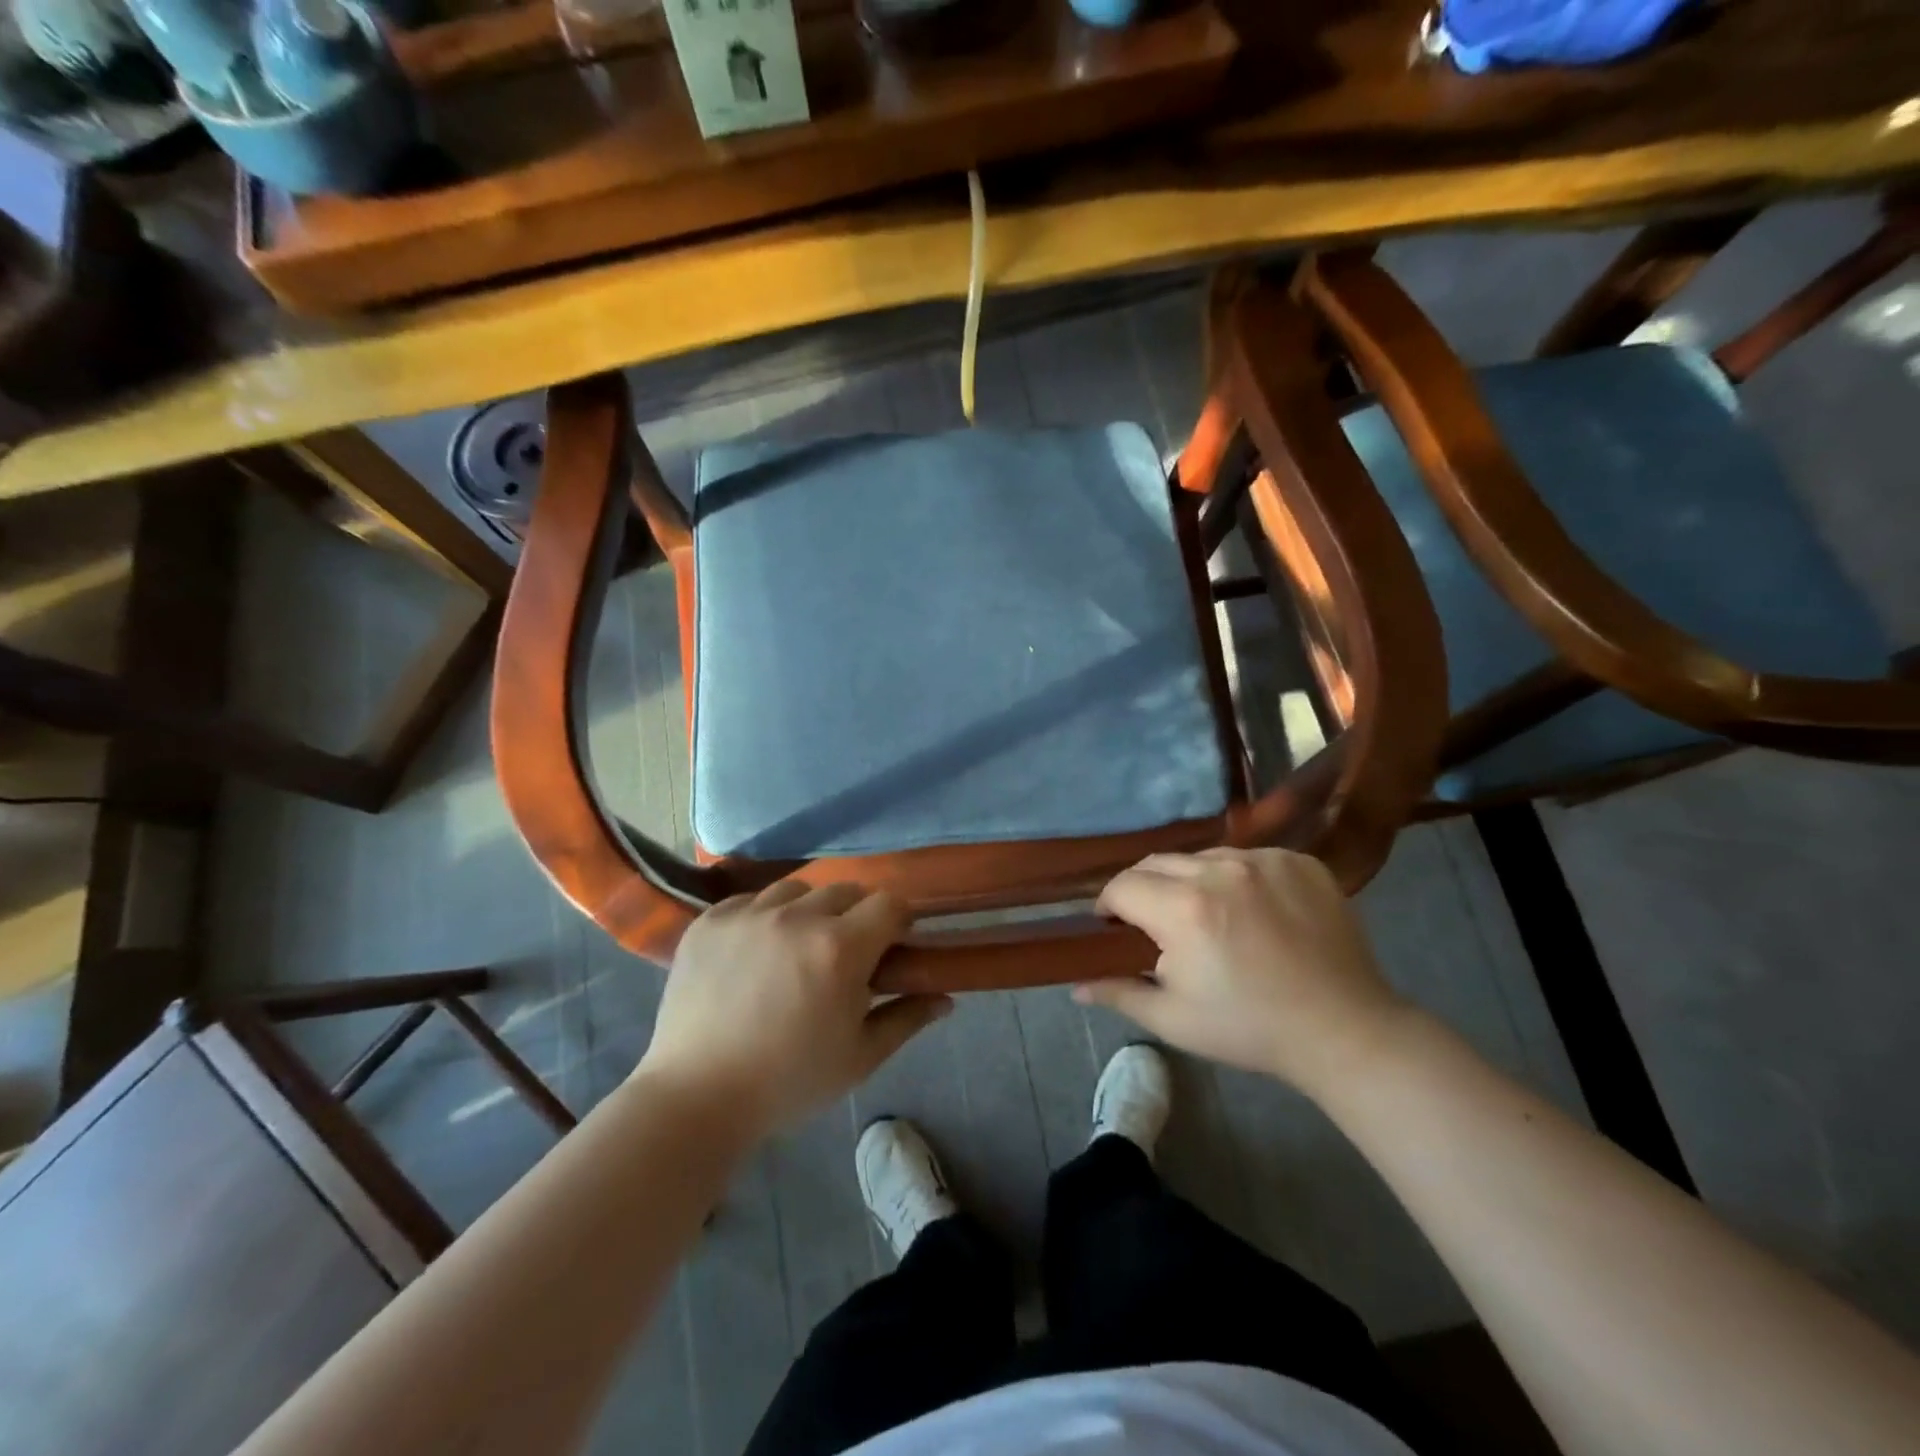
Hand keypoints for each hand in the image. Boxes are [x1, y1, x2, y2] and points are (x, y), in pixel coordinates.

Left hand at [636, 882, 948, 1141]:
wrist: (696, 1098)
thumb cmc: (788, 1082)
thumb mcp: (859, 1057)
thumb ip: (906, 1019)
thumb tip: (945, 998)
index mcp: (840, 949)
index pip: (889, 903)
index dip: (898, 921)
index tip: (892, 945)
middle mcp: (796, 918)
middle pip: (846, 890)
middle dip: (856, 915)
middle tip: (845, 953)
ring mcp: (748, 915)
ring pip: (797, 889)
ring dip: (809, 911)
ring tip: (797, 947)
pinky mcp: (710, 921)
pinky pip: (750, 900)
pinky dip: (762, 917)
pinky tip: (755, 951)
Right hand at [1077, 848, 1411, 1098]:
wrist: (1345, 1031)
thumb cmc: (1250, 1029)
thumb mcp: (1173, 1019)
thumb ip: (1119, 992)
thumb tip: (1075, 985)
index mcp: (1184, 909)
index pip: (1122, 886)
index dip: (1109, 906)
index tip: (1114, 927)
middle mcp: (1221, 870)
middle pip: (1157, 863)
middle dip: (1144, 889)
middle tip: (1155, 923)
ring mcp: (1265, 861)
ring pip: (1202, 858)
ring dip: (1190, 881)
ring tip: (1207, 917)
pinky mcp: (1300, 861)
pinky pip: (1248, 858)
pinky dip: (1237, 878)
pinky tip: (1252, 911)